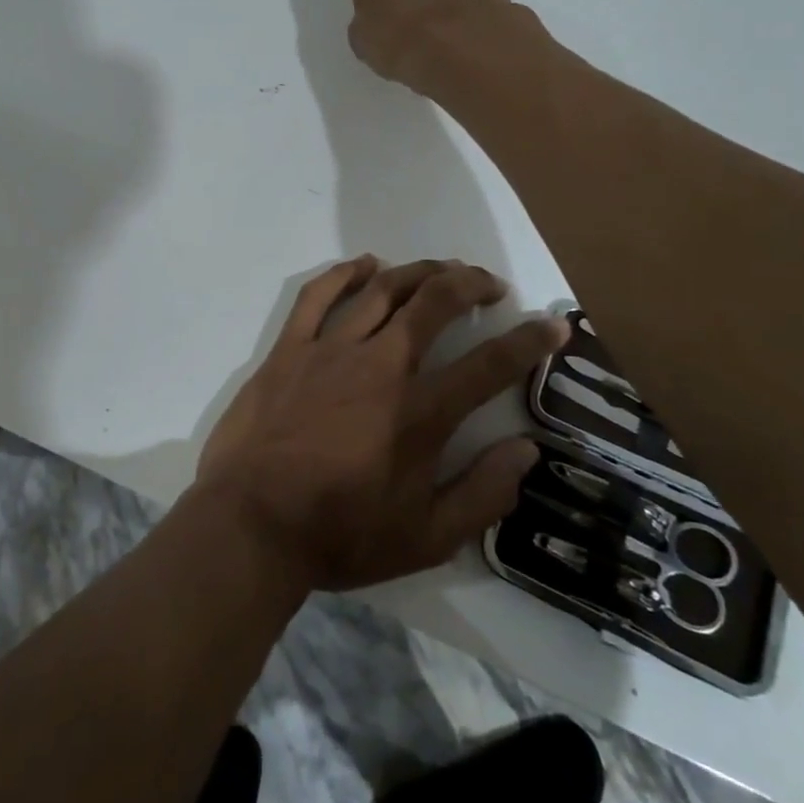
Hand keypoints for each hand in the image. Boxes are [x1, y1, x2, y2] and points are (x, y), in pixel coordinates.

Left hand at [194, 256, 563, 592]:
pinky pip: (318, 295)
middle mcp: (380, 366)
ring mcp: (330, 349)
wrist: (251, 523)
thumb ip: (482, 494)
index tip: (552, 323)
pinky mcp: (289, 347)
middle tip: (488, 284)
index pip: (489, 365)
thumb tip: (526, 451)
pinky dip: (345, 273)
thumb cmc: (340, 534)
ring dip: (418, 272)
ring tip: (441, 270)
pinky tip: (366, 264)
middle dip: (470, 284)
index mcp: (420, 412)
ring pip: (382, 290)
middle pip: (434, 304)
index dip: (529, 341)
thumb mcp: (427, 538)